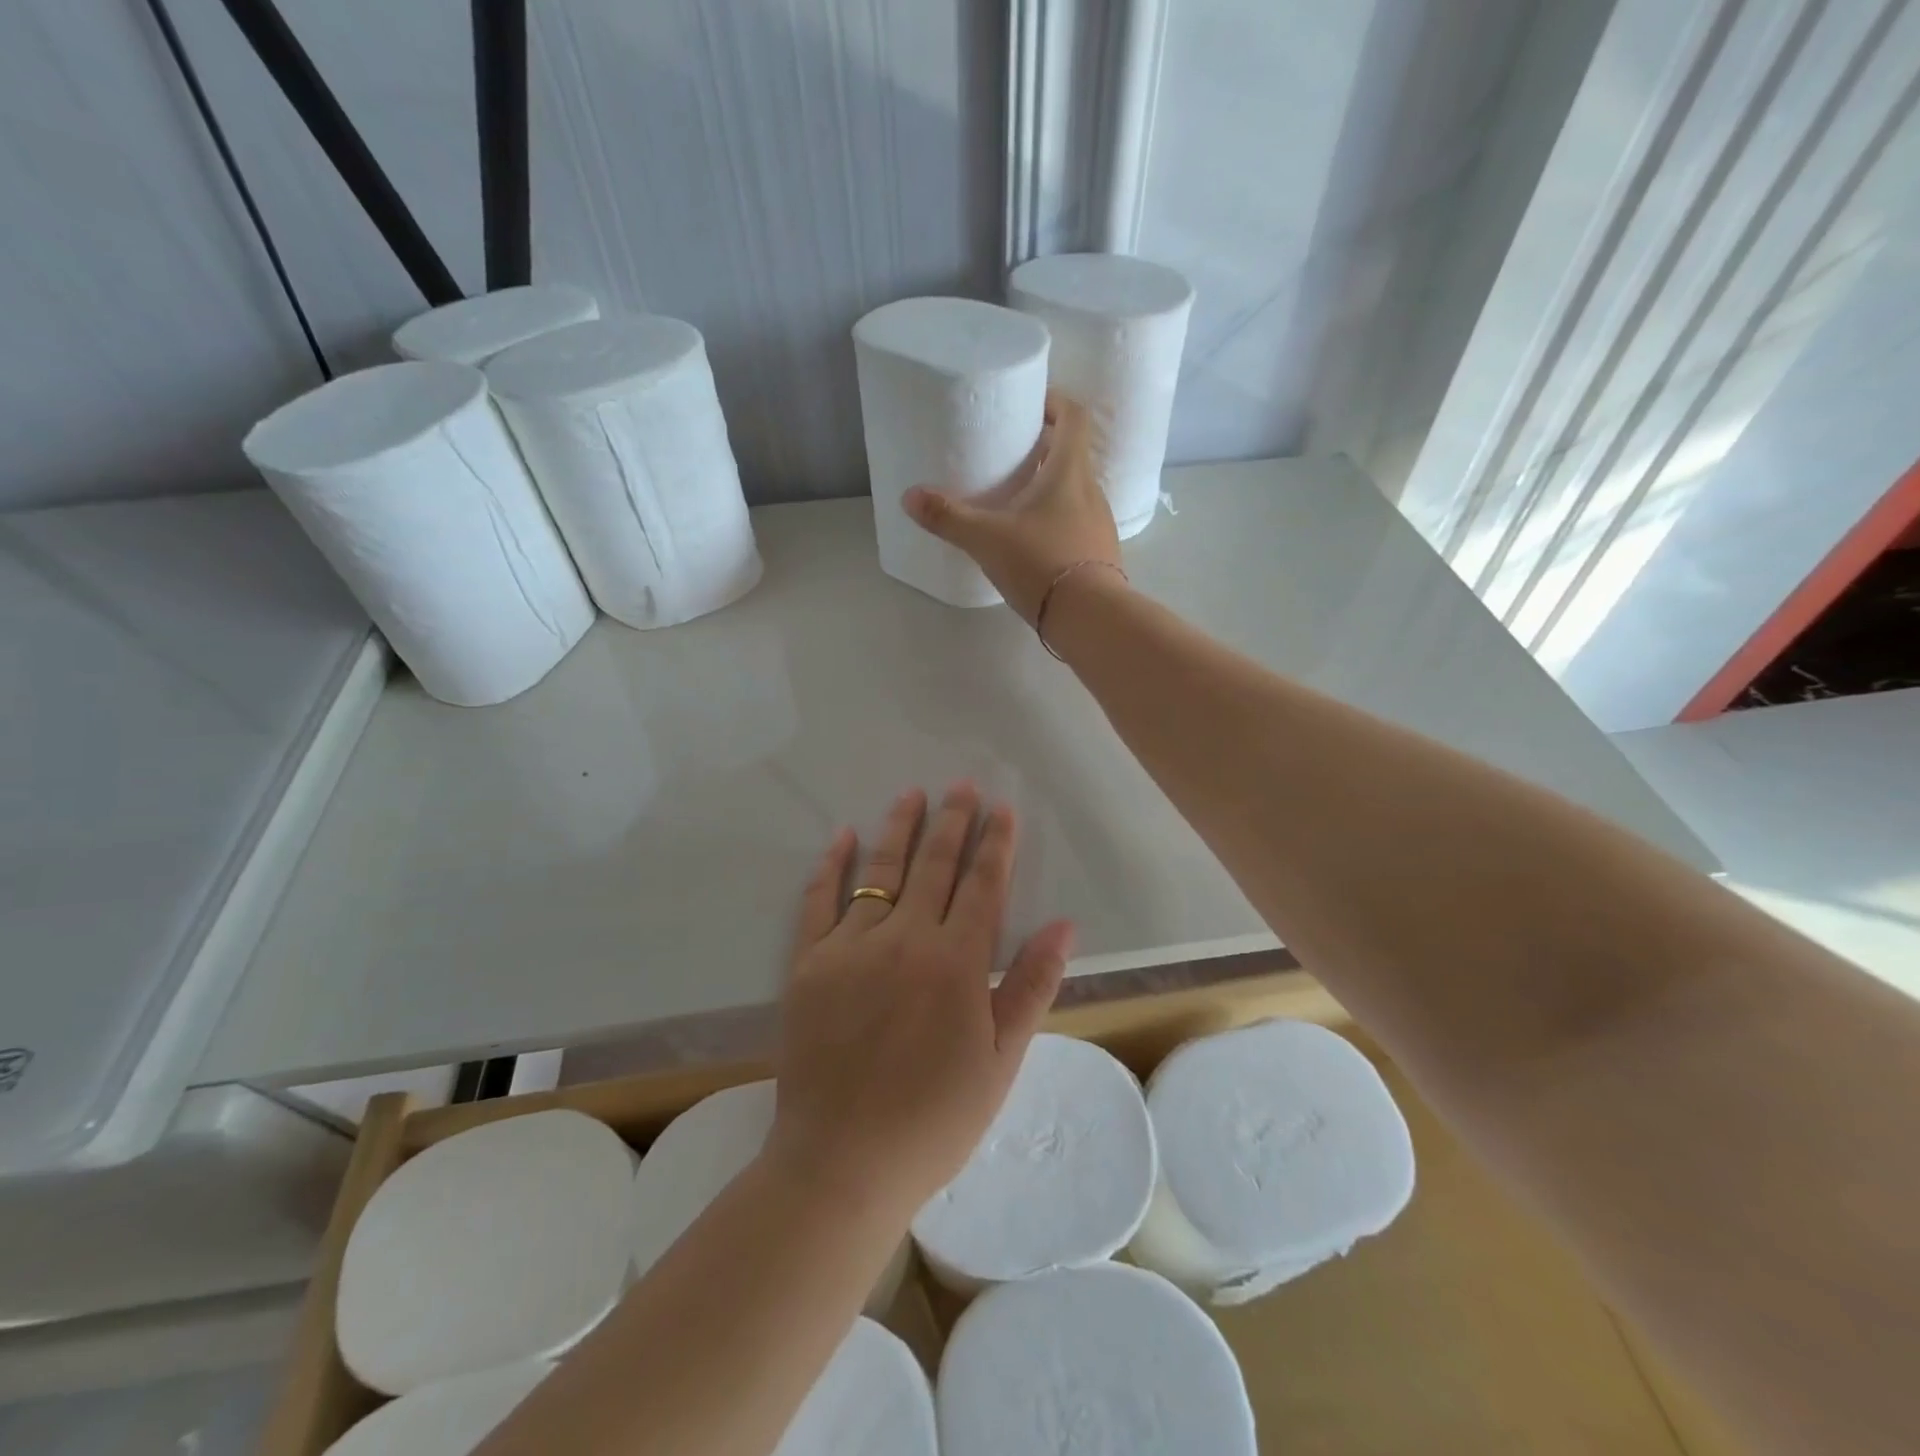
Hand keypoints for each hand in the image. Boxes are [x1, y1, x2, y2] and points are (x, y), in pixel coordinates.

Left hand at [767, 784, 1074, 1219]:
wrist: (843, 1163)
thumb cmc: (934, 1119)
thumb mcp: (1001, 1061)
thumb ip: (1030, 986)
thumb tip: (1064, 925)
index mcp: (956, 963)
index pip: (983, 885)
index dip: (995, 844)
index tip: (1003, 809)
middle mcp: (905, 939)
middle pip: (934, 865)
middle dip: (953, 821)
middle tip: (962, 786)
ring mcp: (851, 947)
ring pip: (881, 870)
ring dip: (899, 828)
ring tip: (913, 794)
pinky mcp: (808, 963)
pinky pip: (819, 901)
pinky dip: (832, 865)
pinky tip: (843, 837)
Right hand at [903, 393, 1121, 624]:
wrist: (1089, 617)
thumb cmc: (1041, 563)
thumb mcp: (986, 539)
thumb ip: (948, 517)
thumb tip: (909, 497)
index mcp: (1069, 472)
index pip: (1073, 416)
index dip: (1054, 402)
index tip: (1030, 403)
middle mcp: (1091, 491)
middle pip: (1073, 454)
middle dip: (1045, 447)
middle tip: (1012, 453)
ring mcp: (1100, 524)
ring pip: (1075, 491)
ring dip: (1051, 486)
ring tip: (1017, 498)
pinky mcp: (1099, 554)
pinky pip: (1077, 523)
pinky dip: (1057, 519)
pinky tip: (1033, 539)